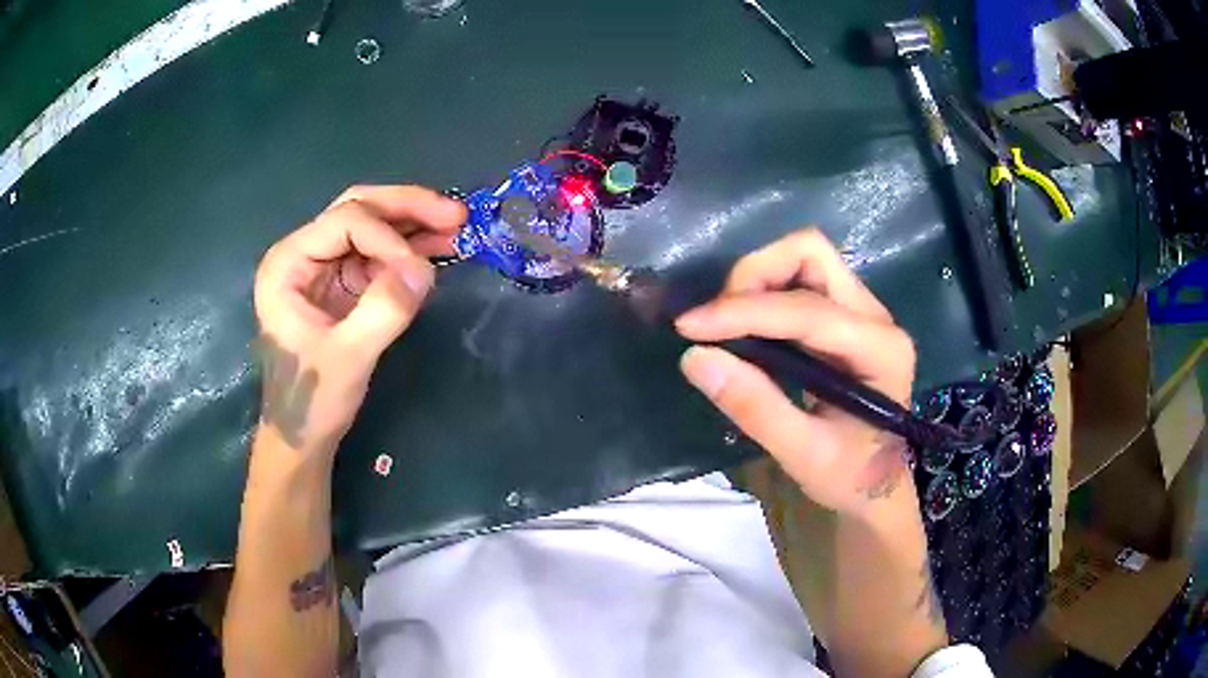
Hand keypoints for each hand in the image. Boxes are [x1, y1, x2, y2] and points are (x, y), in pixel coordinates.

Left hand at [253, 186, 465, 453]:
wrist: (303, 436)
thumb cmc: (312, 399)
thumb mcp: (348, 357)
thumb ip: (383, 310)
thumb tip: (425, 268)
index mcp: (288, 262)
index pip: (345, 223)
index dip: (388, 238)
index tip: (422, 271)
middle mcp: (304, 253)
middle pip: (359, 210)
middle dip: (407, 209)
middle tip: (455, 214)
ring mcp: (324, 267)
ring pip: (373, 226)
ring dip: (415, 225)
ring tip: (458, 227)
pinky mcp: (344, 285)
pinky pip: (380, 255)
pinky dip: (410, 250)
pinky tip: (440, 249)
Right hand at [675, 228, 915, 516]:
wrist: (878, 484)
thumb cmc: (849, 476)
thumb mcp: (803, 454)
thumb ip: (754, 407)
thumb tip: (695, 358)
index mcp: (880, 351)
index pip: (807, 310)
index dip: (743, 312)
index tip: (689, 327)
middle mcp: (876, 317)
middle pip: (811, 255)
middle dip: (755, 275)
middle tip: (718, 320)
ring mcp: (864, 311)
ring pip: (805, 258)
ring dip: (759, 279)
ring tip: (728, 323)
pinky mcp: (846, 315)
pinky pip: (802, 279)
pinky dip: (766, 292)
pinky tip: (747, 327)